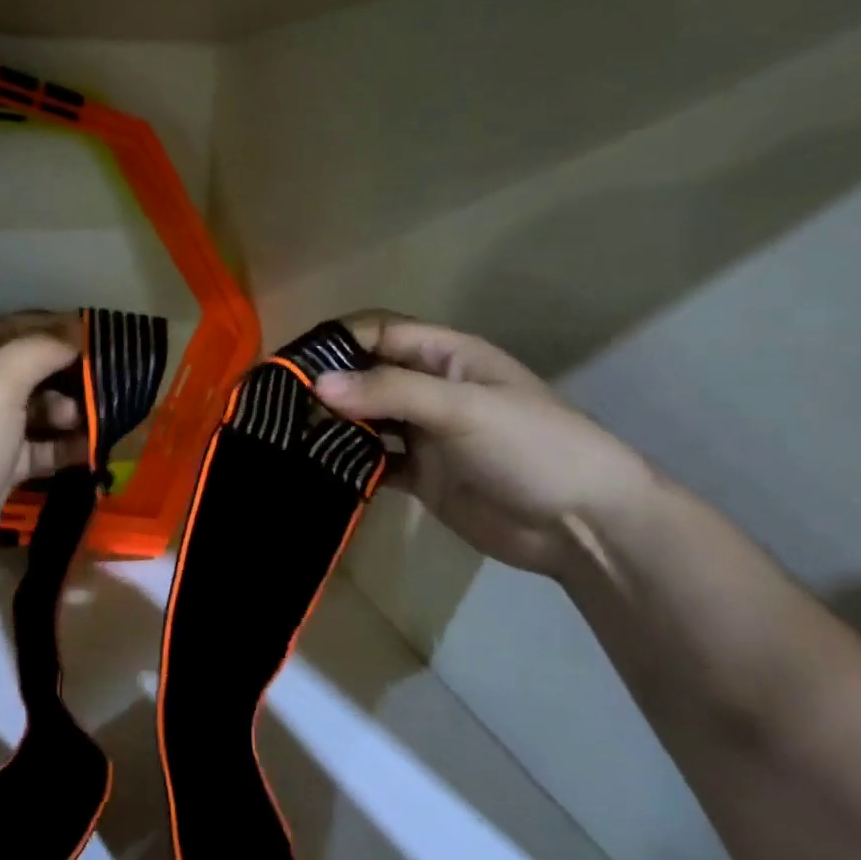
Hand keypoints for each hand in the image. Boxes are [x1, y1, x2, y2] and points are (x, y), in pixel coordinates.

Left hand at [0, 311, 88, 601]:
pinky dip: (61, 447)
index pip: (8, 329)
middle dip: (64, 373)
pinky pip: (33, 449)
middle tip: (108, 377)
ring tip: (96, 418)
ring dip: (66, 411)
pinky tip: (92, 448)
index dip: (53, 328)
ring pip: (30, 412)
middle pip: (22, 371)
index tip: (98, 331)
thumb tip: (74, 332)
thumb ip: (38, 351)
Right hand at [315, 312, 654, 578]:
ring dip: (332, 425)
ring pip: (365, 420)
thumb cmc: (531, 446)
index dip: (335, 342)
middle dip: (326, 385)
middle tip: (276, 404)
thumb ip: (389, 392)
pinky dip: (347, 463)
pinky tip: (316, 469)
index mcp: (445, 356)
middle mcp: (429, 389)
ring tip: (285, 436)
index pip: (378, 333)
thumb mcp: (462, 407)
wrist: (584, 526)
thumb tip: (316, 385)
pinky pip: (374, 462)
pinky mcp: (420, 476)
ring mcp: (424, 434)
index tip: (289, 362)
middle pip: (365, 375)